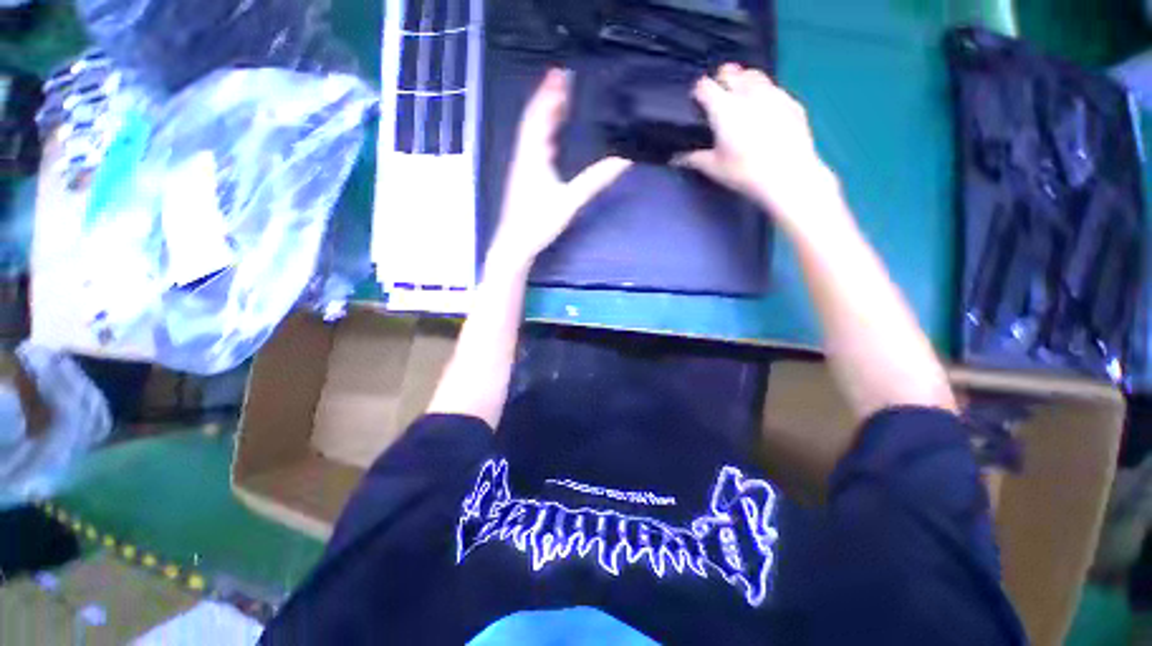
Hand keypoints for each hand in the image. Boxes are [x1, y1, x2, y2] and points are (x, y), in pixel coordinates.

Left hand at [489, 69, 631, 271]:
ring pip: (531, 133)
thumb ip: (594, 180)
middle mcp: (525, 155)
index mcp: (533, 154)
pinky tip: (550, 137)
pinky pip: (532, 146)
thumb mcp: (570, 201)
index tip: (560, 74)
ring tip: (558, 102)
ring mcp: (522, 166)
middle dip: (547, 99)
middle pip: (534, 119)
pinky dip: (541, 134)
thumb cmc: (539, 221)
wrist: (515, 243)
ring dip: (544, 115)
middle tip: (562, 81)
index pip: (540, 115)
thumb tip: (621, 162)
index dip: (549, 94)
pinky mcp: (523, 178)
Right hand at [676, 64, 836, 225]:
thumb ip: (693, 159)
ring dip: (744, 82)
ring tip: (742, 100)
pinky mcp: (791, 102)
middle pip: (730, 71)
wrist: (788, 175)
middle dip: (722, 80)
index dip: (698, 91)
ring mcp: (772, 93)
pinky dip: (765, 95)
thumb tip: (676, 159)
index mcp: (724, 107)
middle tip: (719, 98)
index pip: (704, 85)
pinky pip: (774, 89)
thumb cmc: (744, 172)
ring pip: (754, 75)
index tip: (697, 102)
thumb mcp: (713, 168)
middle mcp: (747, 93)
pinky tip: (765, 113)